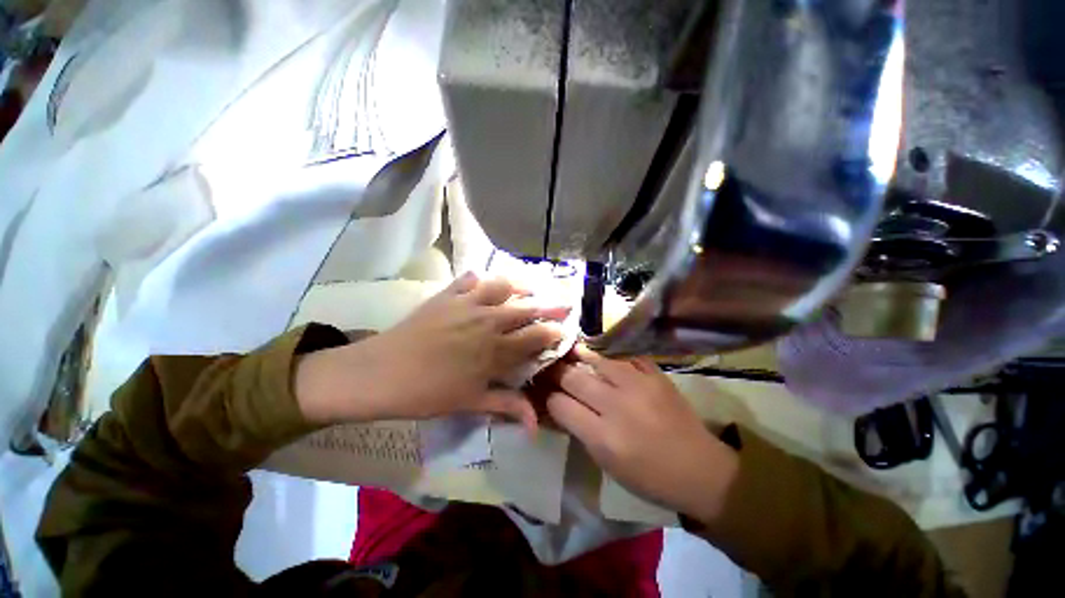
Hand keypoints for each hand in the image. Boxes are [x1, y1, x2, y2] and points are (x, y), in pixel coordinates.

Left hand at [296, 272, 569, 428]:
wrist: (379, 373)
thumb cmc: (427, 393)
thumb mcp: (470, 403)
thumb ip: (506, 406)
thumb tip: (535, 425)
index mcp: (495, 350)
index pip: (535, 337)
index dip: (554, 332)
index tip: (565, 328)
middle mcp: (488, 322)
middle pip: (526, 309)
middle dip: (549, 306)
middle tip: (563, 302)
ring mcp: (467, 304)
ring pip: (503, 286)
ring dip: (521, 286)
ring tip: (530, 287)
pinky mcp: (447, 296)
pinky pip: (469, 278)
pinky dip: (480, 277)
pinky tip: (484, 281)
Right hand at [541, 345, 738, 522]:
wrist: (701, 469)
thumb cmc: (649, 476)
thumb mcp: (607, 463)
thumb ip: (580, 430)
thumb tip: (560, 404)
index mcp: (603, 437)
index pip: (560, 405)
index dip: (549, 397)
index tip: (546, 393)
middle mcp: (617, 406)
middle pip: (573, 377)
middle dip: (557, 372)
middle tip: (552, 368)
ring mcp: (638, 386)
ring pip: (596, 358)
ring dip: (579, 354)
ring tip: (570, 350)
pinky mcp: (655, 375)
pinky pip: (624, 355)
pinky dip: (608, 353)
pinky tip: (600, 352)